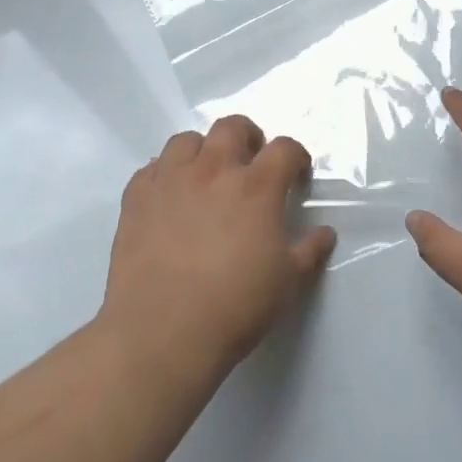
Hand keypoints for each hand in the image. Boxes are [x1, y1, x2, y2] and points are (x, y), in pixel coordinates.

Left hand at [101, 116, 336, 379]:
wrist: (162, 334)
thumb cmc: (235, 307)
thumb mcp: (288, 282)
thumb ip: (309, 251)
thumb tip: (325, 233)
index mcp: (256, 187)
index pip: (285, 148)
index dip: (296, 157)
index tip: (297, 175)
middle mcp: (213, 171)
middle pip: (233, 127)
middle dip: (249, 137)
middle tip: (251, 163)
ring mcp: (170, 181)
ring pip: (187, 140)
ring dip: (203, 150)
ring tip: (207, 176)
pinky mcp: (136, 199)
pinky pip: (151, 168)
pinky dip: (165, 174)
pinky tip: (170, 198)